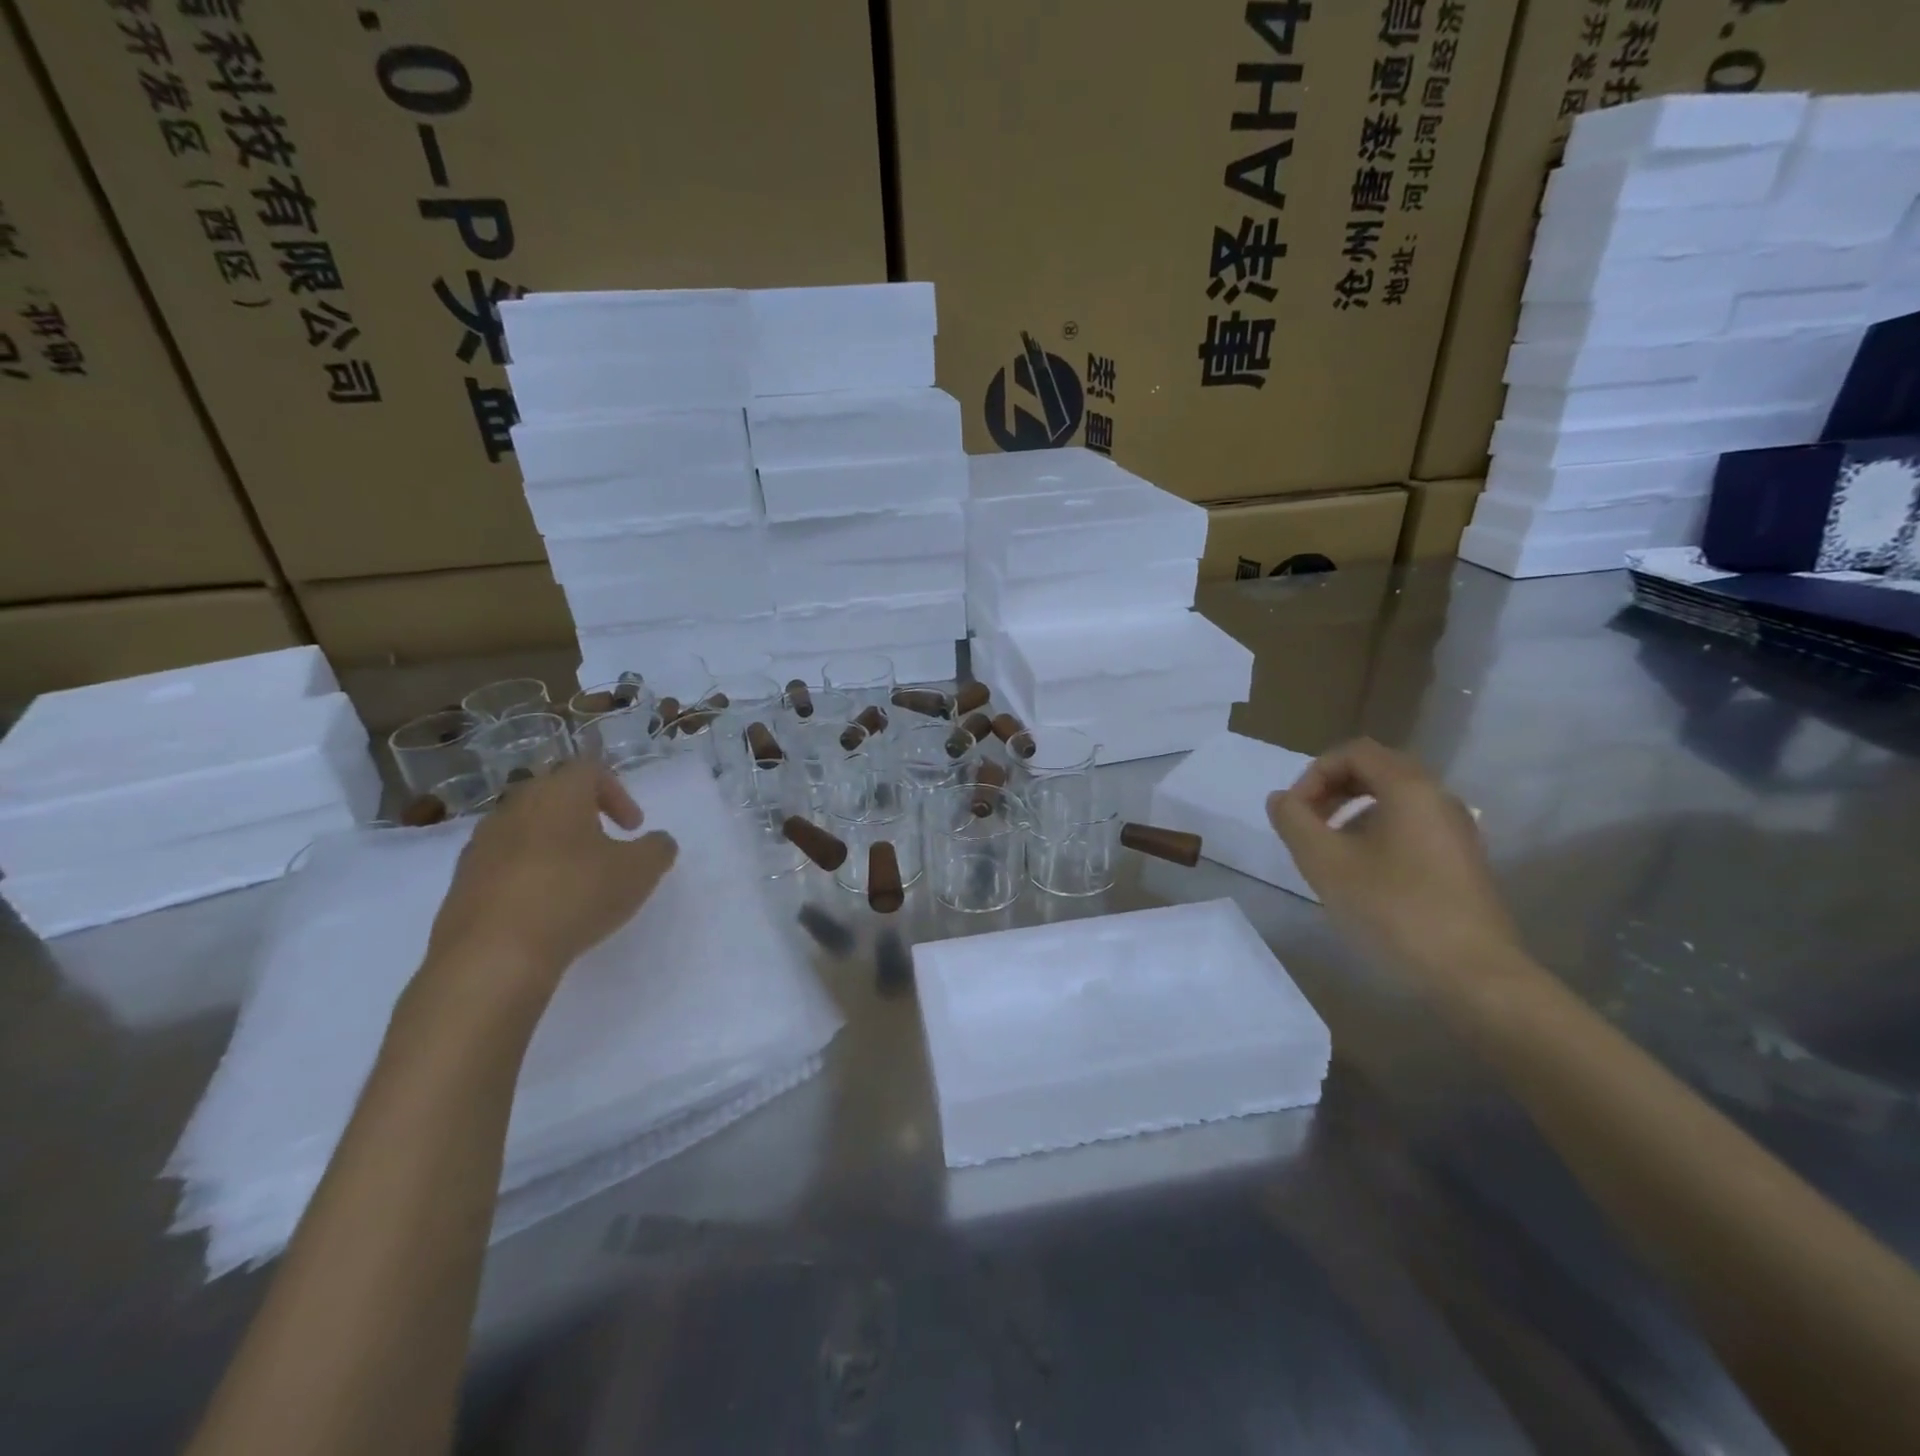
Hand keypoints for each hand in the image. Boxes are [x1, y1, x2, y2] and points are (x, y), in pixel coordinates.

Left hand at [419, 759, 677, 1015]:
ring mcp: (482, 844)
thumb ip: (657, 848)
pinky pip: (503, 864)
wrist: (493, 955)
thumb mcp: (640, 871)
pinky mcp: (462, 882)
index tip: (633, 828)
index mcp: (558, 792)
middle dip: (583, 816)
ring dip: (553, 845)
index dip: (618, 793)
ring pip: (525, 829)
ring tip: (575, 881)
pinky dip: (527, 875)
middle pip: (553, 795)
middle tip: (606, 846)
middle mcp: (515, 807)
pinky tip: (543, 909)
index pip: (589, 769)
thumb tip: (656, 841)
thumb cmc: (576, 895)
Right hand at [1266, 739, 1520, 985]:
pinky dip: (1376, 832)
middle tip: (1306, 825)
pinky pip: (1411, 825)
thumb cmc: (1394, 910)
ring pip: (1393, 799)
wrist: (1474, 975)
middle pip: (1375, 770)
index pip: (1353, 752)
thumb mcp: (1325, 863)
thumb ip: (1294, 822)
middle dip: (1332, 790)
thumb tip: (1281, 799)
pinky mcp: (1461, 860)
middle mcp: (1438, 798)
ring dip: (1351, 812)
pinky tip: (1362, 873)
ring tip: (1328, 850)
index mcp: (1410, 788)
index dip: (1314, 774)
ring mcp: (1455, 830)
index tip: (1295, 813)